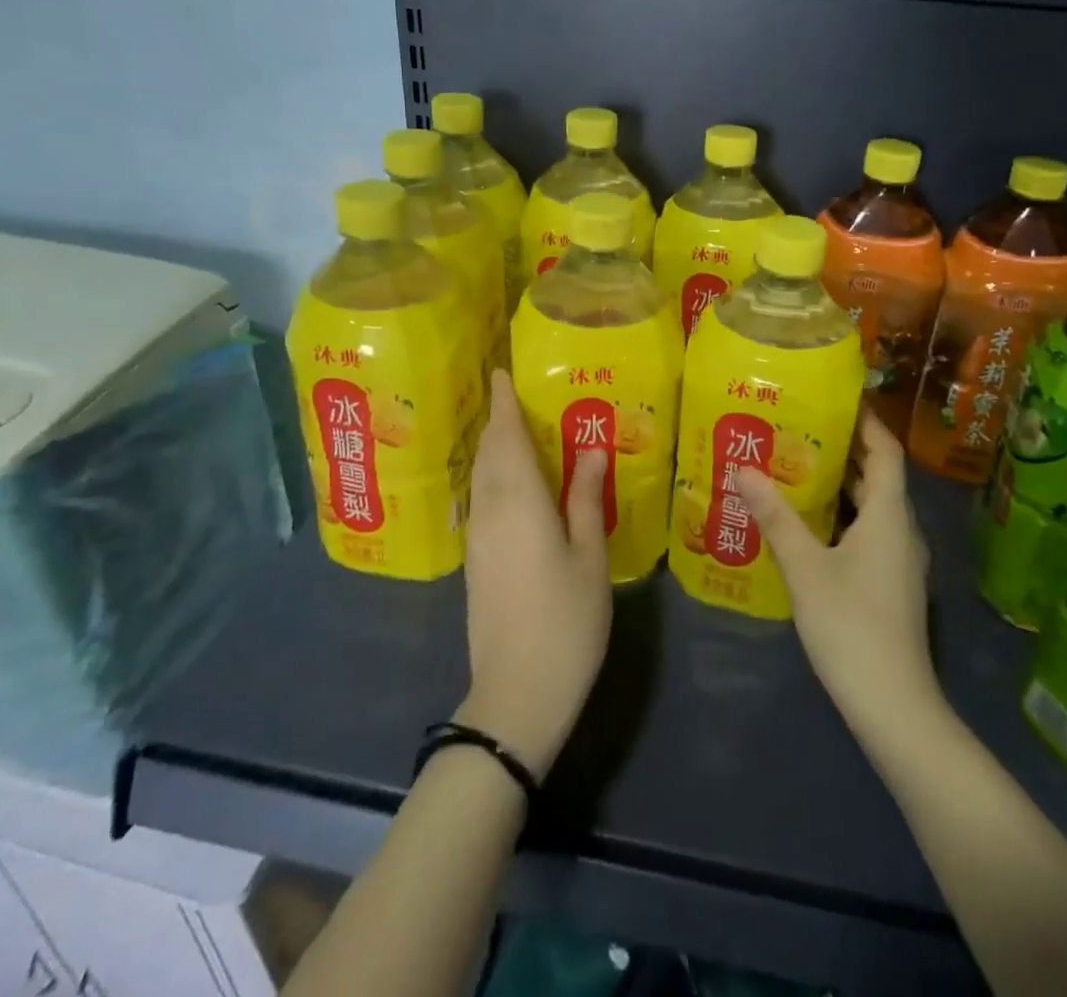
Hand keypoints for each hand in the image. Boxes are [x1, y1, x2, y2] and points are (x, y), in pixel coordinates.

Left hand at [457, 370, 612, 778]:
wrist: (517, 693)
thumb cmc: (566, 620)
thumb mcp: (589, 556)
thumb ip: (586, 498)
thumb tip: (591, 449)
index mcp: (520, 502)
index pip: (507, 438)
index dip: (504, 404)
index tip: (501, 373)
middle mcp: (491, 511)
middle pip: (489, 453)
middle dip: (496, 420)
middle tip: (511, 394)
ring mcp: (479, 538)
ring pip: (481, 477)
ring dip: (492, 446)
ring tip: (512, 428)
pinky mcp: (475, 561)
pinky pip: (481, 499)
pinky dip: (492, 475)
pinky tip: (510, 480)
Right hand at [738, 411, 941, 745]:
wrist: (894, 707)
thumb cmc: (851, 627)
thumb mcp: (806, 568)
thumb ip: (776, 517)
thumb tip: (744, 467)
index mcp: (890, 515)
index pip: (885, 450)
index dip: (865, 421)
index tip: (833, 398)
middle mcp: (901, 529)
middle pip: (877, 475)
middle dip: (842, 449)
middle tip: (797, 427)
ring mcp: (899, 559)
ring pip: (871, 506)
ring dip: (839, 484)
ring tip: (794, 464)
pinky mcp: (889, 582)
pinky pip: (867, 531)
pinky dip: (840, 515)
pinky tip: (805, 521)